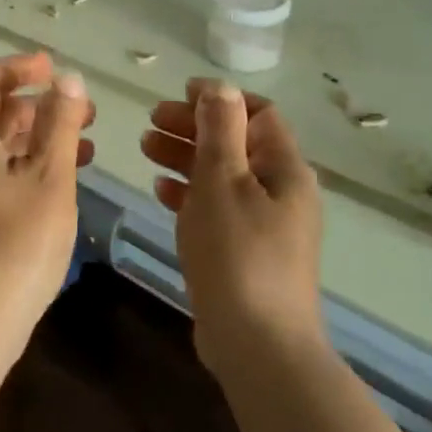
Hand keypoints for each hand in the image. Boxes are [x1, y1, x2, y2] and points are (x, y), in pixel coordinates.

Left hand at [0, 53, 94, 355]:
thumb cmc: (17, 242)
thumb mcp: (50, 177)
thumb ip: (60, 124)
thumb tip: (67, 80)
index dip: (18, 68)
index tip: (53, 67)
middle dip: (37, 104)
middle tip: (81, 110)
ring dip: (37, 136)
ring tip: (83, 142)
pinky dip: (26, 164)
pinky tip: (62, 180)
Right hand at [141, 79, 324, 370]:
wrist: (257, 345)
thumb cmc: (238, 252)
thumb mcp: (223, 181)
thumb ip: (220, 130)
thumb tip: (220, 87)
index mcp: (285, 169)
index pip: (258, 114)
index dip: (219, 99)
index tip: (179, 94)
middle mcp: (281, 191)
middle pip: (236, 142)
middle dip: (194, 126)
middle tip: (151, 121)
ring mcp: (265, 224)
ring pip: (223, 175)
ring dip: (186, 156)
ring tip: (145, 147)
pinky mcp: (245, 252)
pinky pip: (217, 208)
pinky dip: (190, 192)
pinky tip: (161, 189)